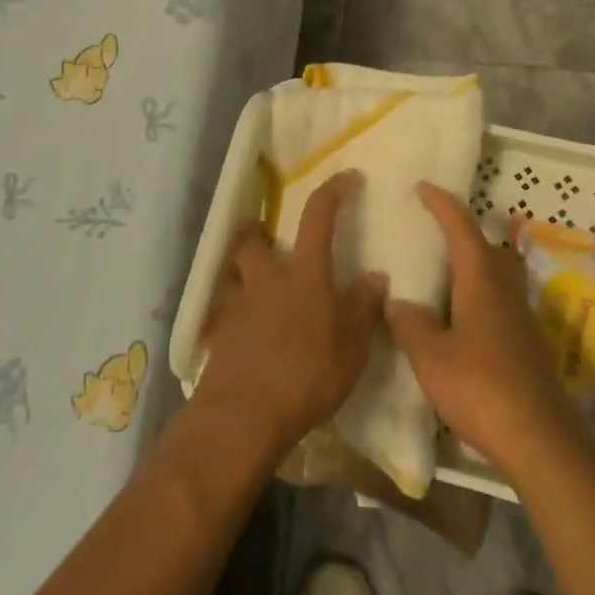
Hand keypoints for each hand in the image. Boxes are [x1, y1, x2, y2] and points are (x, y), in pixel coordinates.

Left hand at [195, 171, 387, 460]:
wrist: (241, 418)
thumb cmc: (305, 377)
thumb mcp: (351, 348)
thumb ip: (364, 308)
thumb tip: (375, 276)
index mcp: (304, 274)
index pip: (318, 215)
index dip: (333, 190)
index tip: (347, 177)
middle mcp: (266, 279)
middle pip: (254, 239)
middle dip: (261, 232)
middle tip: (276, 244)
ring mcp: (237, 306)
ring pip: (236, 273)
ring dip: (246, 272)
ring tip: (262, 289)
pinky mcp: (219, 335)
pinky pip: (227, 311)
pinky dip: (238, 313)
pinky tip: (252, 334)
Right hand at [387, 183, 579, 479]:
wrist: (538, 437)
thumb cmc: (480, 387)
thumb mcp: (431, 357)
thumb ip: (411, 324)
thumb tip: (398, 301)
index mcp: (481, 279)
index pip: (461, 228)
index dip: (441, 204)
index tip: (423, 187)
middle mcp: (504, 288)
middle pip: (485, 246)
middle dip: (460, 232)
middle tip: (431, 231)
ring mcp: (519, 315)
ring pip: (495, 273)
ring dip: (471, 264)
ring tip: (441, 274)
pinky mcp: (525, 342)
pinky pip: (497, 300)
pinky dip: (476, 294)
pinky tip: (458, 319)